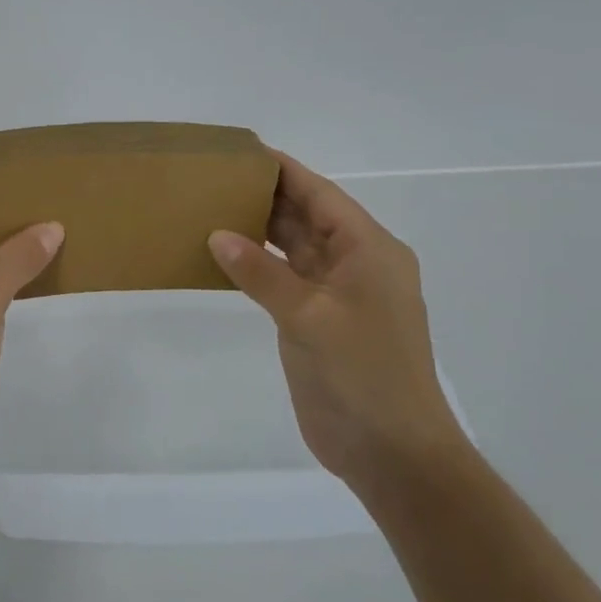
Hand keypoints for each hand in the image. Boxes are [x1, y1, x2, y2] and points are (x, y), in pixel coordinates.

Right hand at [207, 150, 465, 491]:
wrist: (390, 451)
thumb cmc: (362, 375)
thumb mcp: (309, 317)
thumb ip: (262, 274)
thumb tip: (217, 235)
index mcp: (369, 251)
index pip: (321, 196)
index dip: (284, 170)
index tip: (242, 150)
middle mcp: (356, 264)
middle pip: (307, 217)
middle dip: (265, 196)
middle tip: (213, 177)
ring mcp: (336, 295)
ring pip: (293, 248)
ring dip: (259, 230)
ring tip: (210, 208)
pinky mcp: (317, 321)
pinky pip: (283, 278)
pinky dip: (256, 265)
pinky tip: (223, 256)